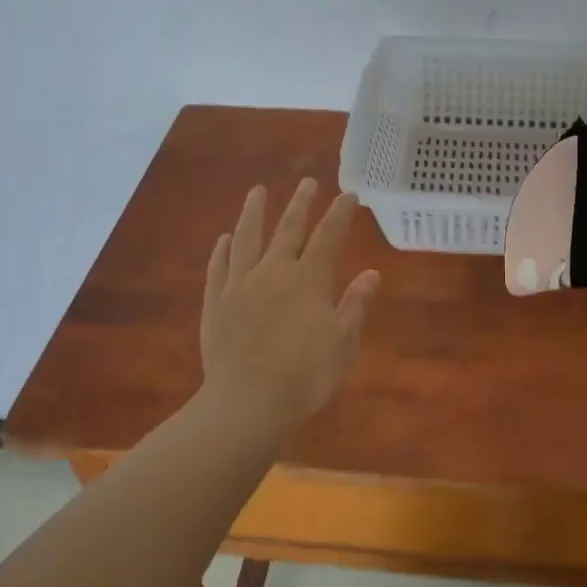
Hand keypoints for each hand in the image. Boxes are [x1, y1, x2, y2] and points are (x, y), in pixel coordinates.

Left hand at [199, 179, 380, 431]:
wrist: (247, 404)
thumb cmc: (305, 377)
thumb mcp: (342, 344)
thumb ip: (355, 305)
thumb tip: (371, 273)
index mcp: (309, 280)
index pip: (329, 236)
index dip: (340, 214)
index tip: (348, 195)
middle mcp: (274, 272)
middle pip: (289, 229)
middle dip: (301, 203)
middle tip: (307, 182)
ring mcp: (240, 284)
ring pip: (247, 238)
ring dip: (253, 212)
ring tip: (257, 192)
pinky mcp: (215, 302)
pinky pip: (219, 267)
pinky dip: (222, 250)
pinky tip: (224, 239)